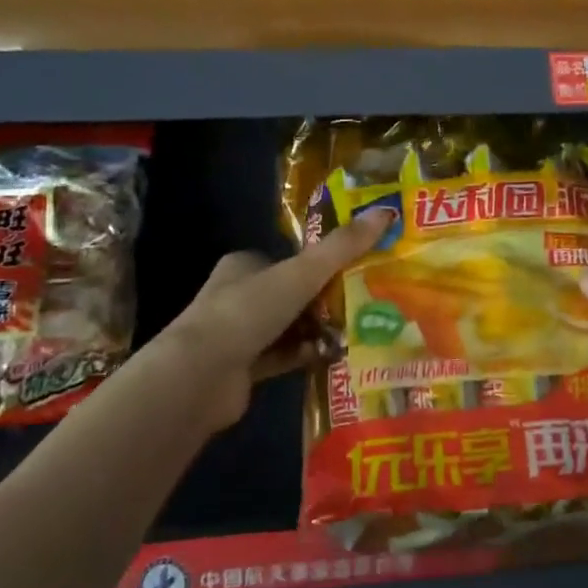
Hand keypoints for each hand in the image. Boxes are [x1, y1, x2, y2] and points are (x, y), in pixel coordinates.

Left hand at [157, 208, 393, 432]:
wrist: (201, 375)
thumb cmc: (248, 312)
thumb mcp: (301, 273)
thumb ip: (342, 247)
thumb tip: (386, 212)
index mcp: (244, 265)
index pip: (289, 260)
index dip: (322, 265)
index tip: (358, 271)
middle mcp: (239, 296)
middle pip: (293, 294)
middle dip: (327, 301)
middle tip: (367, 305)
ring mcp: (239, 334)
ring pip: (291, 327)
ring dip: (320, 331)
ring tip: (359, 333)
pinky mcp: (244, 368)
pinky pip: (285, 357)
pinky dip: (308, 356)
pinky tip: (335, 357)